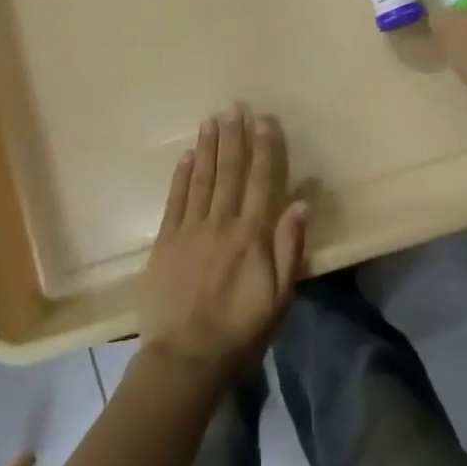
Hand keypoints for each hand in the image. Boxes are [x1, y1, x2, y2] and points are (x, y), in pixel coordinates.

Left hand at [138, 107, 308, 387]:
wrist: (185, 358)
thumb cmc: (241, 330)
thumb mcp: (279, 296)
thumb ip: (289, 247)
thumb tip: (301, 202)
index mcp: (252, 235)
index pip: (261, 181)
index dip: (264, 148)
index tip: (264, 120)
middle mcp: (221, 223)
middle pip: (229, 172)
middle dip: (233, 137)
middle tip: (234, 107)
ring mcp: (189, 230)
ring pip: (201, 179)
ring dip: (207, 148)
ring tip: (212, 120)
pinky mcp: (165, 241)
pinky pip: (174, 200)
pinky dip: (180, 176)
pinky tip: (185, 156)